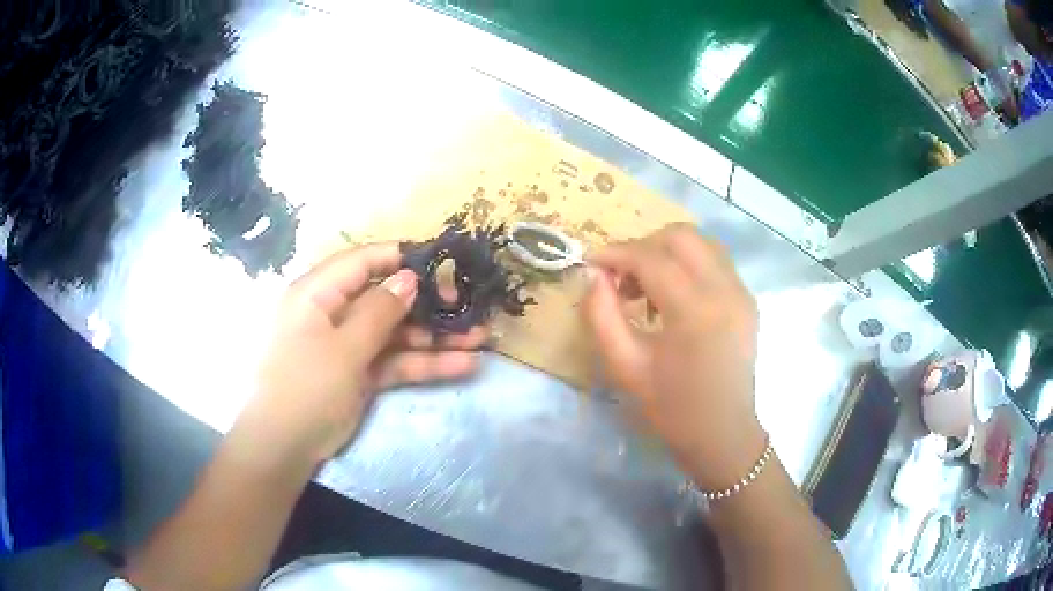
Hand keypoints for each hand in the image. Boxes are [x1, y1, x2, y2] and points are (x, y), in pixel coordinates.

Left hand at [240, 244, 486, 467]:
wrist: (284, 447)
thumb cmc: (305, 387)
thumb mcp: (342, 348)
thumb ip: (378, 312)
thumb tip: (409, 277)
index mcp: (317, 294)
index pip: (363, 261)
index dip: (402, 257)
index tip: (442, 261)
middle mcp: (334, 313)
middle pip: (386, 298)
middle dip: (429, 304)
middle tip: (469, 309)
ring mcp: (349, 345)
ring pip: (396, 332)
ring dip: (435, 337)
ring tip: (480, 339)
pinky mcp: (360, 373)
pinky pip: (395, 361)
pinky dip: (424, 363)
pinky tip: (463, 366)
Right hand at [583, 224, 763, 489]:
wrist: (723, 434)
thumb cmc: (672, 407)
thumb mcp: (625, 366)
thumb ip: (602, 315)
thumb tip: (594, 275)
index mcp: (694, 310)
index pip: (651, 258)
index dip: (616, 253)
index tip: (591, 262)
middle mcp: (724, 290)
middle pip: (681, 235)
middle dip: (644, 246)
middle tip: (622, 277)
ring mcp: (741, 292)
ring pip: (701, 242)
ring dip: (667, 252)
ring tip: (648, 287)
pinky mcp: (747, 299)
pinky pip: (715, 261)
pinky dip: (688, 264)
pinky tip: (674, 297)